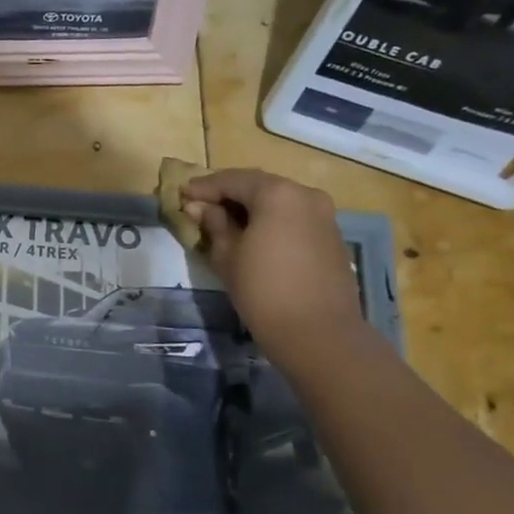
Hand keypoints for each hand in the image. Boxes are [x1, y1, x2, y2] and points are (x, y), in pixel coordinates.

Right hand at [180, 168, 364, 359]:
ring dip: (251, 207)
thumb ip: (214, 224)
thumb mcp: (228, 255)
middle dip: (228, 194)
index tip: (182, 194)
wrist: (319, 333)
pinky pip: (294, 217)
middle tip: (201, 205)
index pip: (232, 180)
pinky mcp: (332, 236)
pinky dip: (271, 220)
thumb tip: (198, 207)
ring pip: (279, 201)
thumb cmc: (264, 291)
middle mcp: (305, 195)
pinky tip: (254, 236)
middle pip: (259, 186)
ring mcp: (324, 215)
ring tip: (224, 222)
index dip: (204, 187)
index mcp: (277, 194)